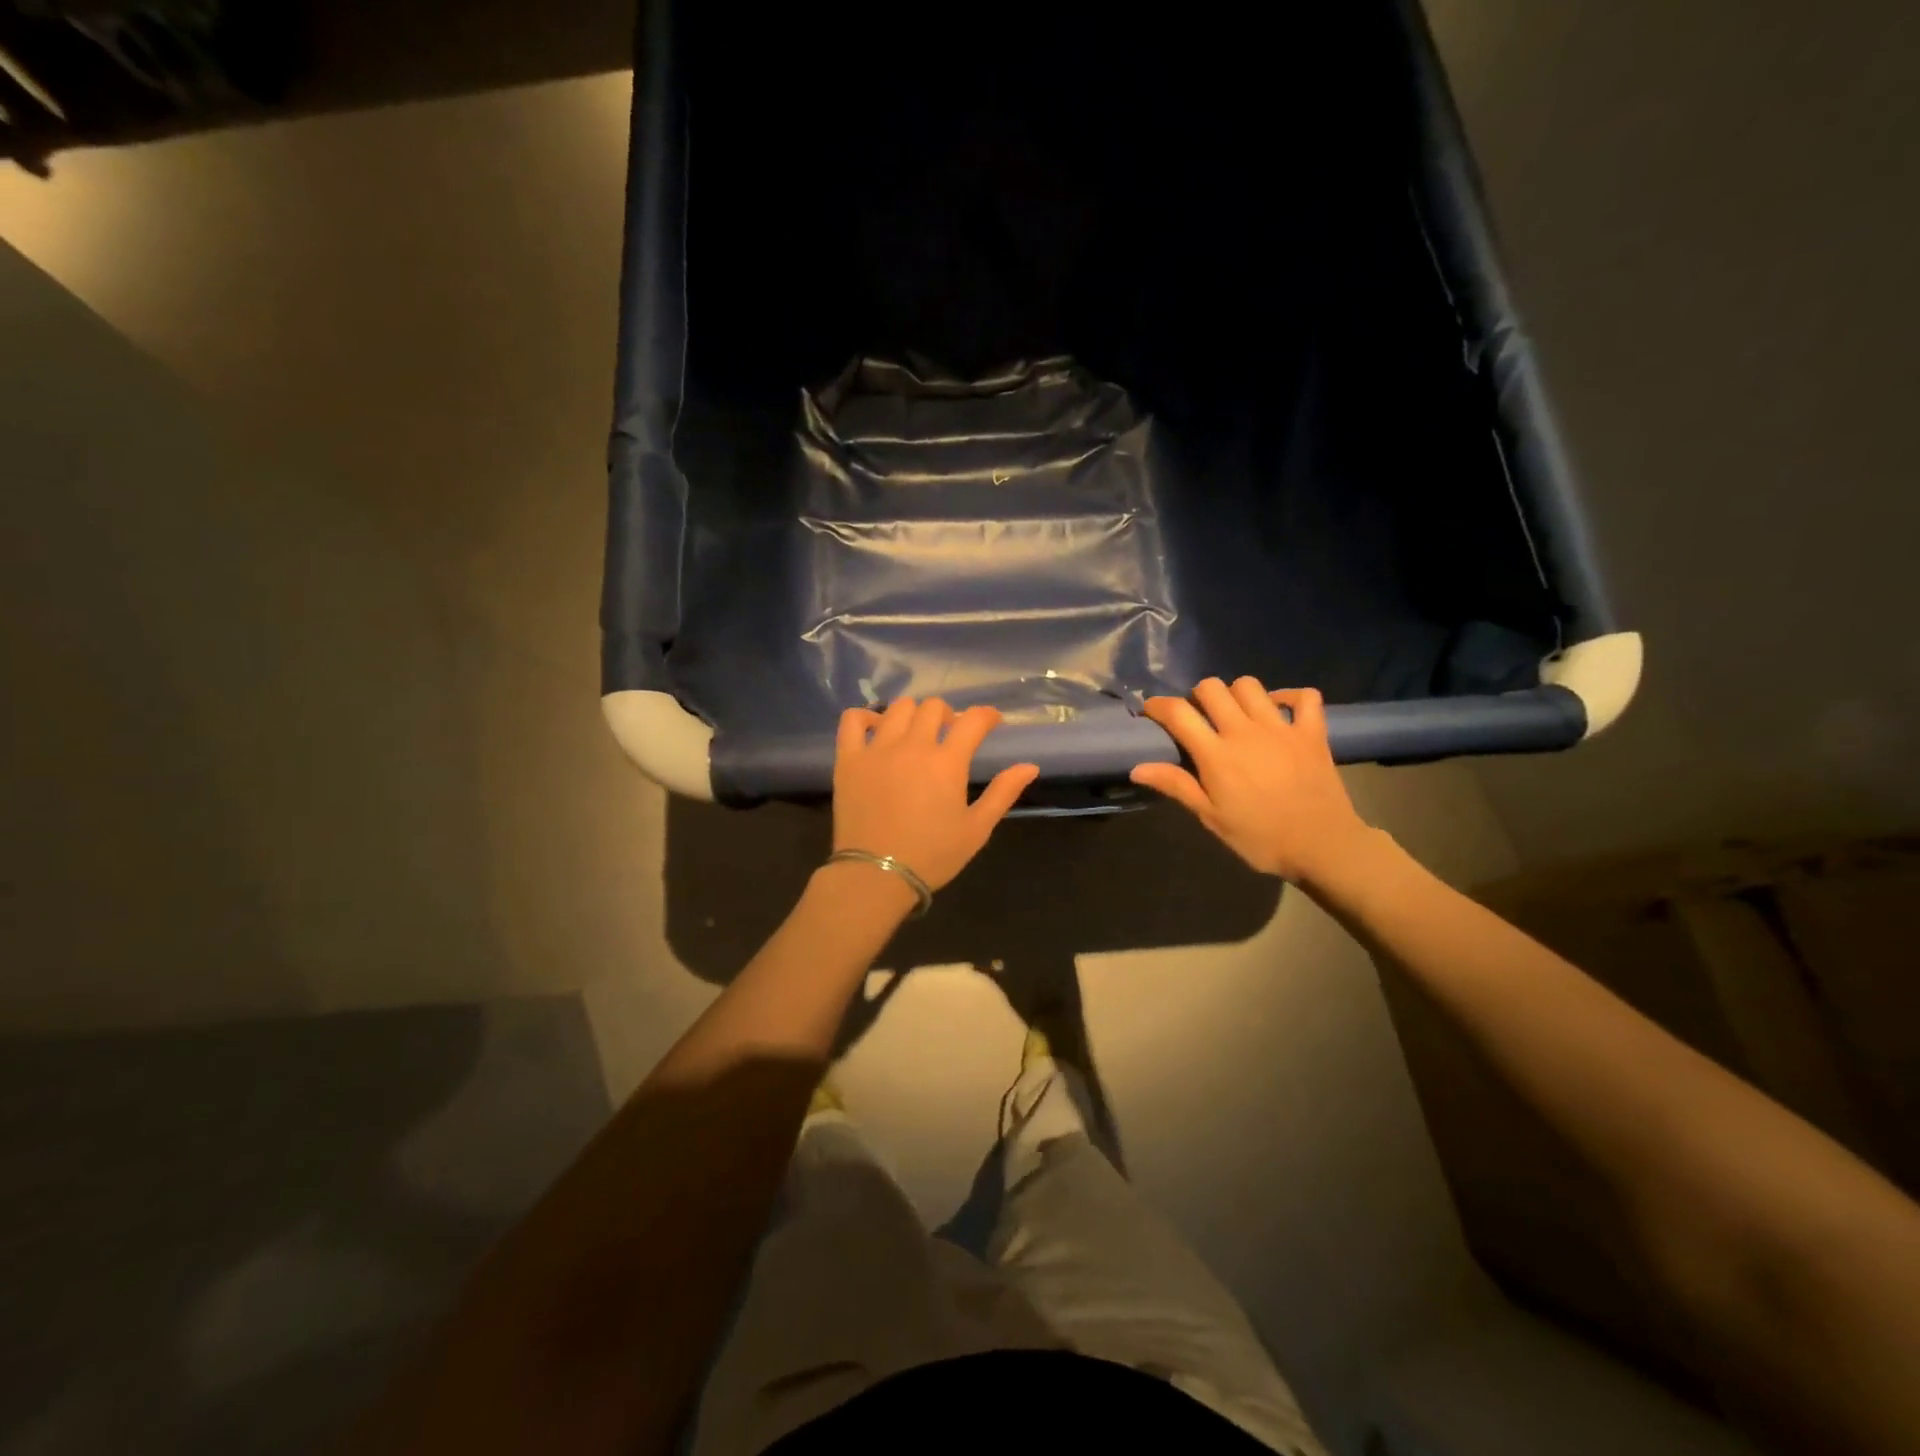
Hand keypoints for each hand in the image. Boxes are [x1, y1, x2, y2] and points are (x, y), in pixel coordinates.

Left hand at [832, 698, 1039, 891]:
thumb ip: (1003, 793)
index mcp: (947, 762)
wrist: (876, 875)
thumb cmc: (932, 855)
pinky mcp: (849, 759)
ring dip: (914, 714)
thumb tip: (1030, 766)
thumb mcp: (976, 829)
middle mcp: (913, 746)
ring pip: (898, 708)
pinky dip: (866, 718)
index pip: (973, 720)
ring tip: (916, 733)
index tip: (992, 722)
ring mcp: (877, 749)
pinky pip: (853, 720)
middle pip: (934, 707)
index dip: (987, 716)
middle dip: (949, 715)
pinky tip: (876, 731)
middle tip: (951, 734)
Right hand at [1130, 677, 1373, 883]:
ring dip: (1236, 693)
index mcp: (1216, 754)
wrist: (1322, 846)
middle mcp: (1245, 731)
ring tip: (1235, 714)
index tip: (1150, 711)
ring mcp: (1281, 727)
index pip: (1178, 713)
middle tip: (1198, 717)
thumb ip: (1176, 786)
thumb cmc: (1260, 838)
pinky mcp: (1312, 732)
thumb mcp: (1211, 817)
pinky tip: (1279, 710)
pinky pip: (1304, 697)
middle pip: (1212, 688)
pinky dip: (1290, 697)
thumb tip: (1137, 767)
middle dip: (1197, 696)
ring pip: (1250, 685)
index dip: (1158, 705)